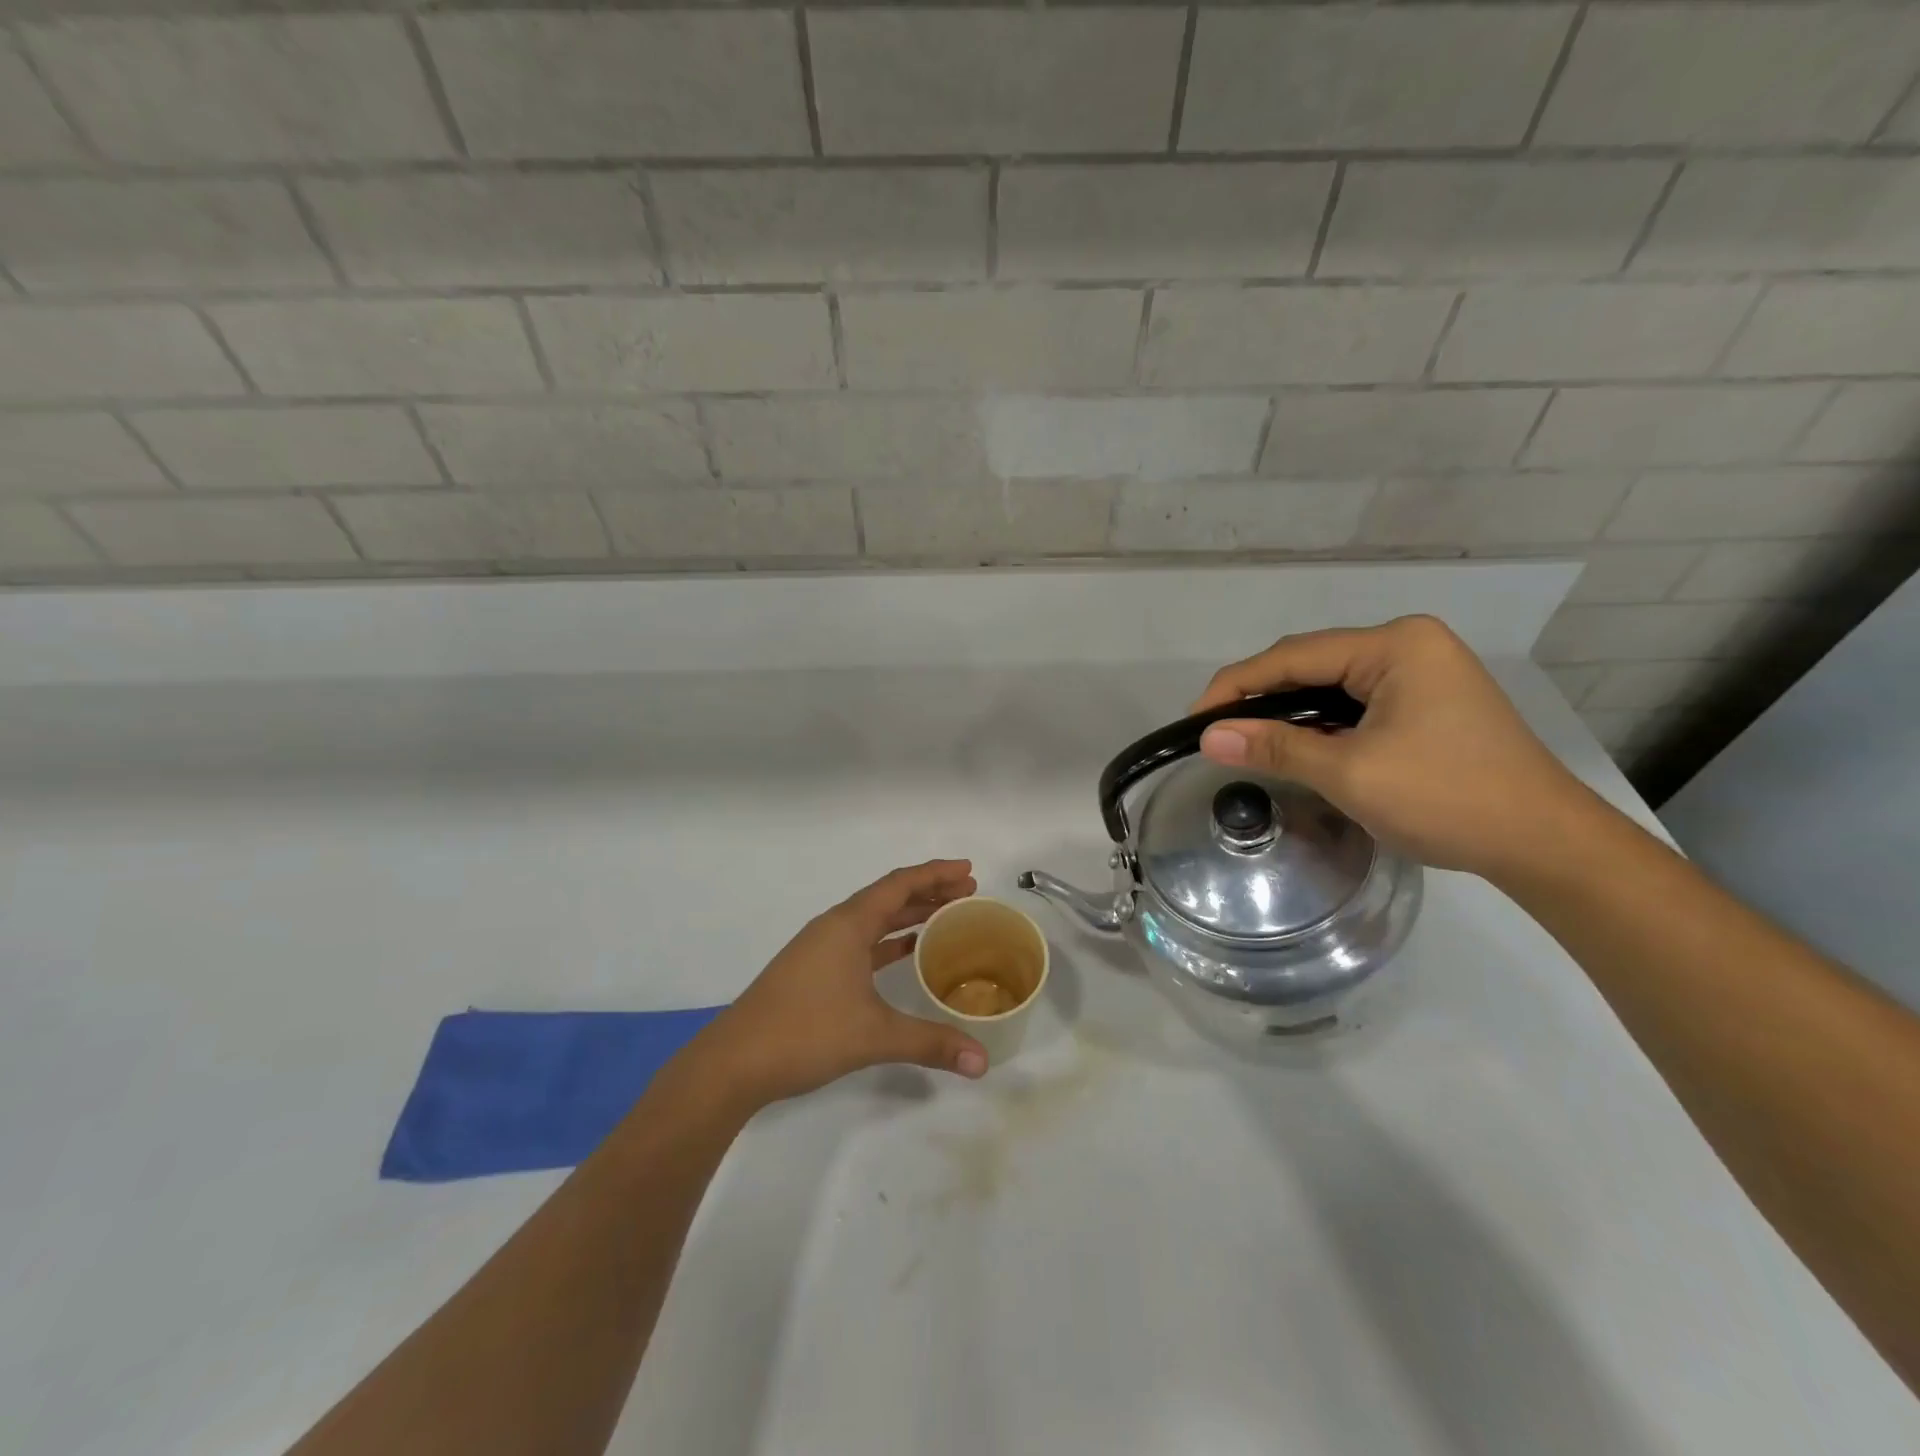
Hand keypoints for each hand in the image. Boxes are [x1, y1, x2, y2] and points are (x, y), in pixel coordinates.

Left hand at [697, 860, 988, 1107]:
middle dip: (929, 892)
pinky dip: (889, 941)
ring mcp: (821, 949)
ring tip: (947, 917)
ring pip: (874, 920)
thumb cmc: (805, 1033)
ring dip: (909, 915)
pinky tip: (908, 954)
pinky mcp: (814, 971)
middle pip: (889, 897)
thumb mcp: (874, 1035)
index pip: (900, 884)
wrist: (734, 1062)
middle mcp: (835, 927)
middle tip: (968, 893)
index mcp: (848, 924)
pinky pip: (862, 942)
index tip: (969, 869)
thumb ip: (931, 1042)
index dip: (936, 873)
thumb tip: (983, 1062)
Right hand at [1191, 615, 1594, 880]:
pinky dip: (1321, 723)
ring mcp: (1422, 671)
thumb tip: (1207, 738)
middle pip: (1310, 663)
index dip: (1236, 686)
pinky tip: (1298, 745)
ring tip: (1247, 740)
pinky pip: (1355, 702)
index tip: (1194, 720)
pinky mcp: (1427, 701)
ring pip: (1330, 685)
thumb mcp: (1350, 773)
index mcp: (1396, 645)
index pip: (1293, 656)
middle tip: (1216, 733)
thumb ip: (1276, 747)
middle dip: (1260, 697)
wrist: (1544, 844)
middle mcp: (1409, 645)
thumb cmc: (1447, 799)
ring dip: (1289, 712)